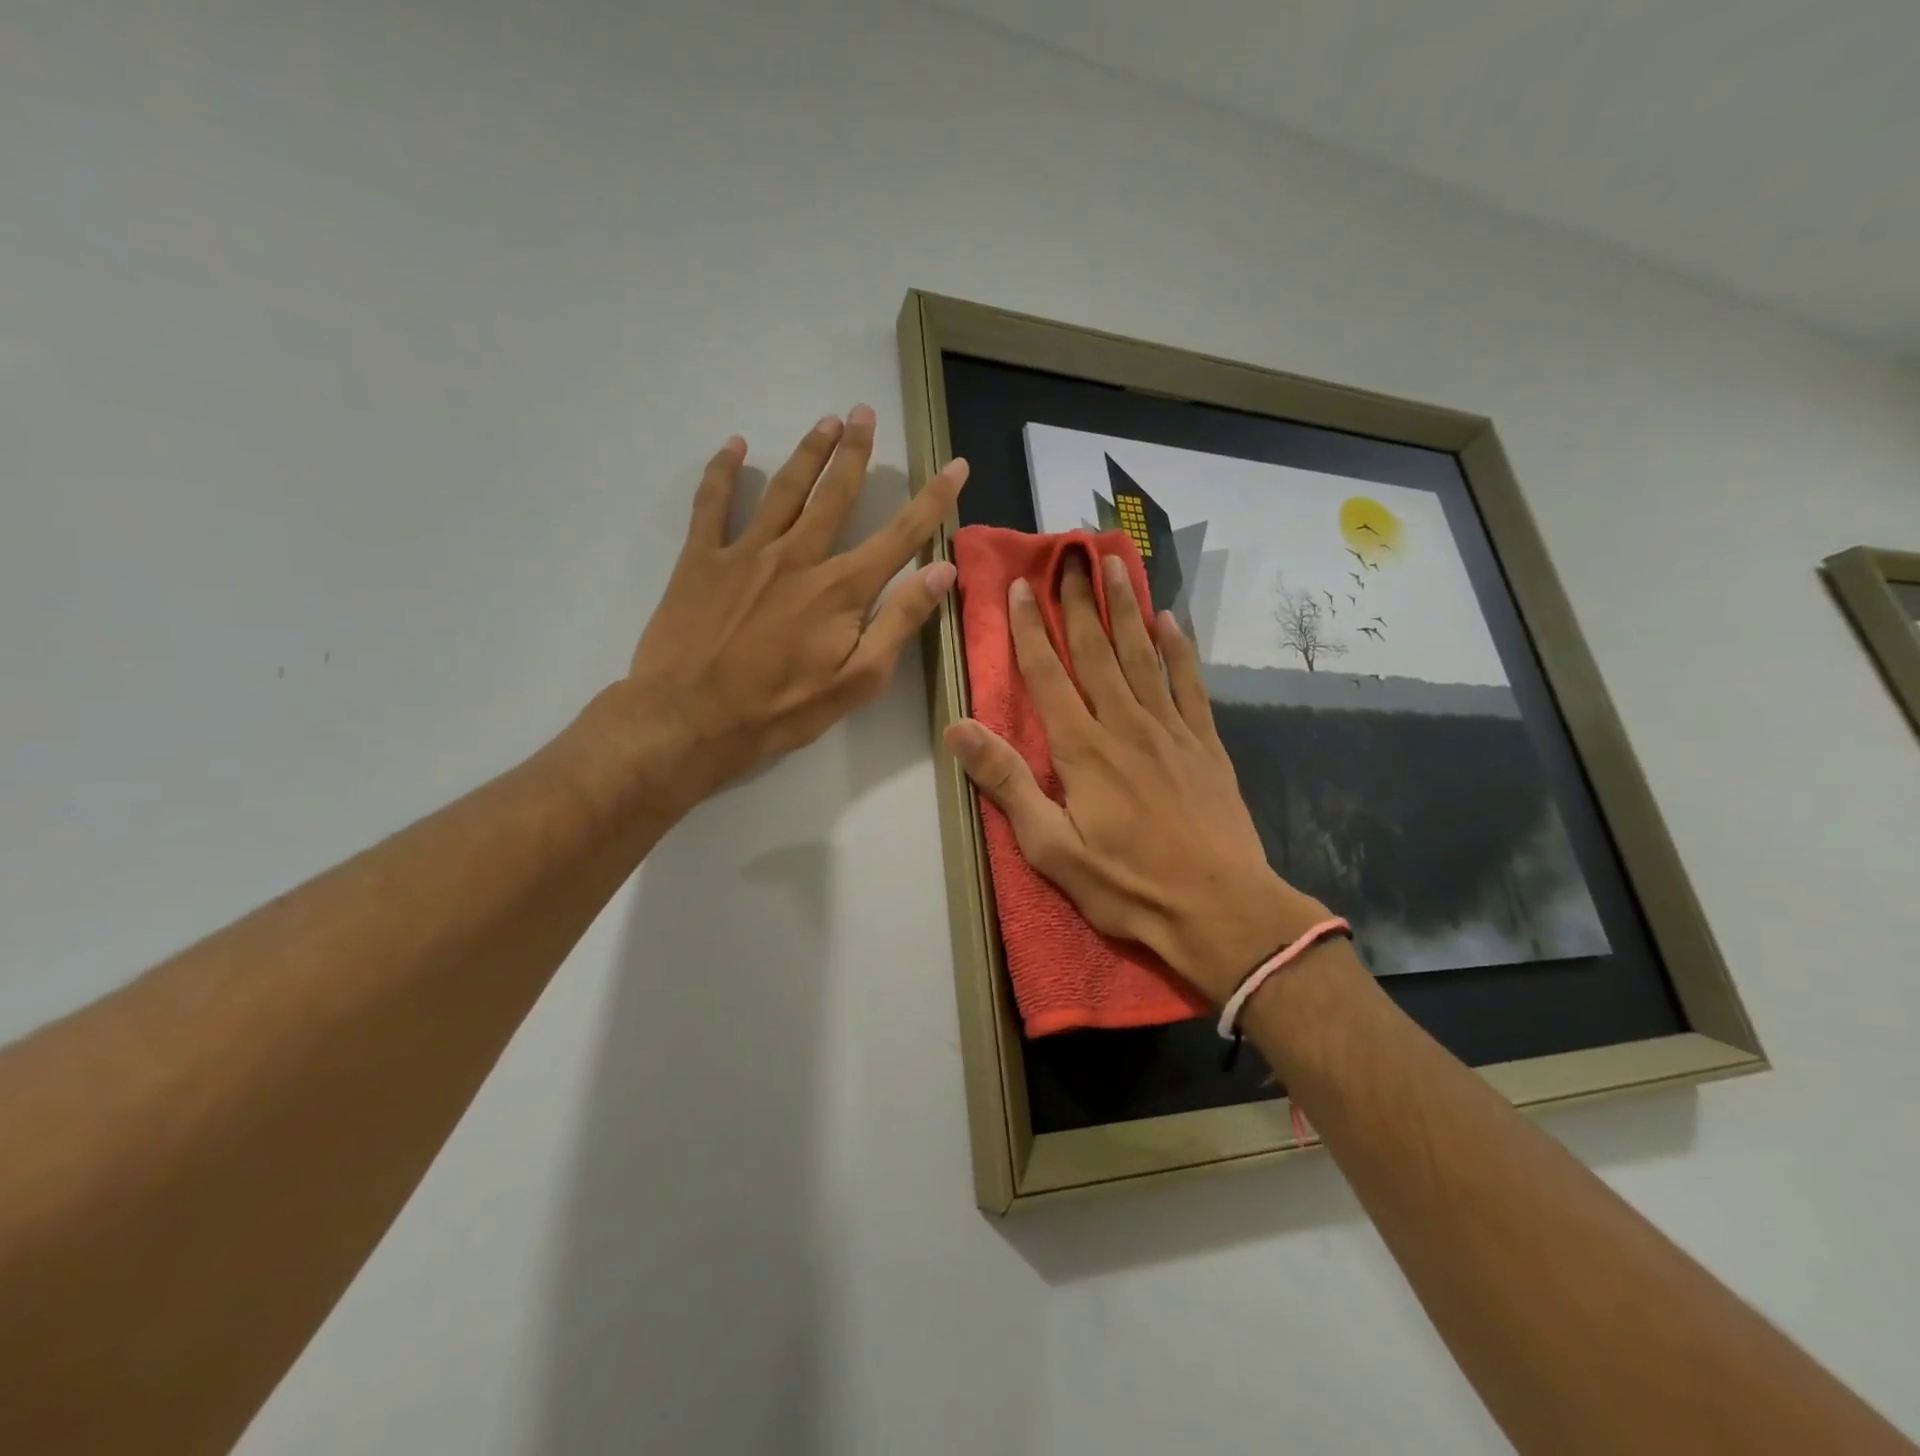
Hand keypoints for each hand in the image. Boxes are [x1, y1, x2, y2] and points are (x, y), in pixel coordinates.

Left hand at [617, 405, 966, 813]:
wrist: (688, 720)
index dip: (933, 500)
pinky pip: (712, 503)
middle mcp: (797, 556)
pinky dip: (723, 471)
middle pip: (834, 494)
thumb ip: (899, 623)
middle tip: (866, 413)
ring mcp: (745, 553)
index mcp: (840, 588)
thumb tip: (941, 571)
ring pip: (783, 489)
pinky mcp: (700, 560)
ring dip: (807, 452)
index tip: (955, 466)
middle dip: (855, 452)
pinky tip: (735, 446)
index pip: (900, 535)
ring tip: (825, 420)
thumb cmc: (779, 709)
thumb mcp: (856, 681)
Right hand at [946, 552, 1324, 1003]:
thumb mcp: (1052, 848)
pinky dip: (1179, 649)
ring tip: (1117, 563)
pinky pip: (1189, 683)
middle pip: (1096, 650)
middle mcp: (1125, 725)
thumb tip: (959, 729)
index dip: (1029, 628)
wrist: (1220, 910)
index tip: (1019, 586)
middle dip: (1078, 599)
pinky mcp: (1205, 744)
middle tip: (1069, 552)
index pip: (1048, 674)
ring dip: (1126, 607)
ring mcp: (1170, 730)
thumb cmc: (1127, 885)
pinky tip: (1171, 620)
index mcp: (1083, 750)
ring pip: (1143, 654)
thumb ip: (1008, 783)